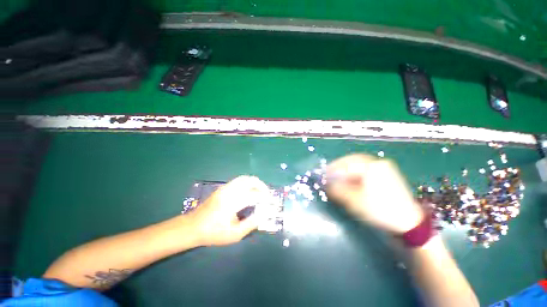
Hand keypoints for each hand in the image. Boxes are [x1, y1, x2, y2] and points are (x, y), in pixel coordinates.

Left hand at [188, 176, 270, 245]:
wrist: (192, 226)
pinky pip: (238, 181)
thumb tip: (263, 214)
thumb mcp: (234, 234)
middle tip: (267, 193)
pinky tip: (249, 191)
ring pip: (244, 178)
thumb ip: (251, 223)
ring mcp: (225, 188)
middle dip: (261, 185)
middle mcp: (230, 191)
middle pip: (249, 180)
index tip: (271, 202)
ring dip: (254, 183)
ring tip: (260, 191)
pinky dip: (247, 183)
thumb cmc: (213, 233)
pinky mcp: (222, 188)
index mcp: (232, 203)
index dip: (264, 197)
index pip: (254, 195)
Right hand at [326, 154, 423, 233]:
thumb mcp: (354, 201)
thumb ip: (337, 190)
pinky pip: (366, 170)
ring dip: (347, 170)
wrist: (408, 223)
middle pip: (352, 161)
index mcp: (371, 167)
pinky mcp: (387, 175)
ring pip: (359, 165)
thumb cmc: (379, 210)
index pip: (346, 164)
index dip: (333, 169)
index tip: (324, 175)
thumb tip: (326, 184)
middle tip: (330, 174)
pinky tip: (351, 180)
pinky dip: (356, 174)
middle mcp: (378, 163)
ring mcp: (384, 168)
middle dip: (339, 167)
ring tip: (339, 178)